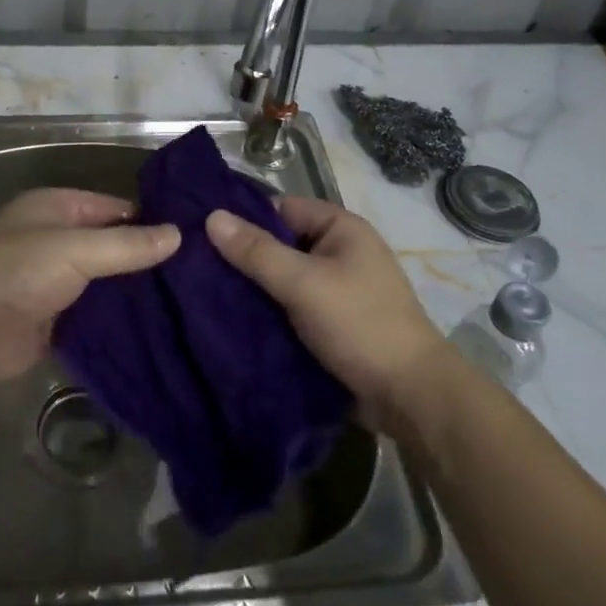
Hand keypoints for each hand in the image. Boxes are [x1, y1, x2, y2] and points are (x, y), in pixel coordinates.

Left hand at [0, 188, 179, 383]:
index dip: (148, 219)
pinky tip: (155, 329)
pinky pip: (92, 315)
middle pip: (109, 245)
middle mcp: (53, 239)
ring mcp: (51, 281)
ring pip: (103, 282)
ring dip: (132, 292)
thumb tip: (178, 235)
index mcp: (55, 208)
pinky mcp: (51, 320)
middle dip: (144, 259)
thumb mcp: (77, 249)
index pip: (113, 207)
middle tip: (196, 274)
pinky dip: (116, 320)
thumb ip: (128, 244)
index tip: (190, 236)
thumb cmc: (18, 269)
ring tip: (185, 302)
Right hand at [206, 196, 447, 428]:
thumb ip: (257, 252)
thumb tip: (212, 216)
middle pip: (280, 244)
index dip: (245, 219)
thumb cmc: (359, 325)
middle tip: (197, 268)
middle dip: (245, 258)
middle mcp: (339, 251)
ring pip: (282, 278)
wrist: (409, 397)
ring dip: (254, 289)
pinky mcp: (331, 322)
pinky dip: (268, 312)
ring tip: (205, 294)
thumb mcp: (303, 283)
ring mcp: (336, 289)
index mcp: (341, 228)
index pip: (281, 208)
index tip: (203, 235)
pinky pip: (290, 306)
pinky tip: (233, 321)